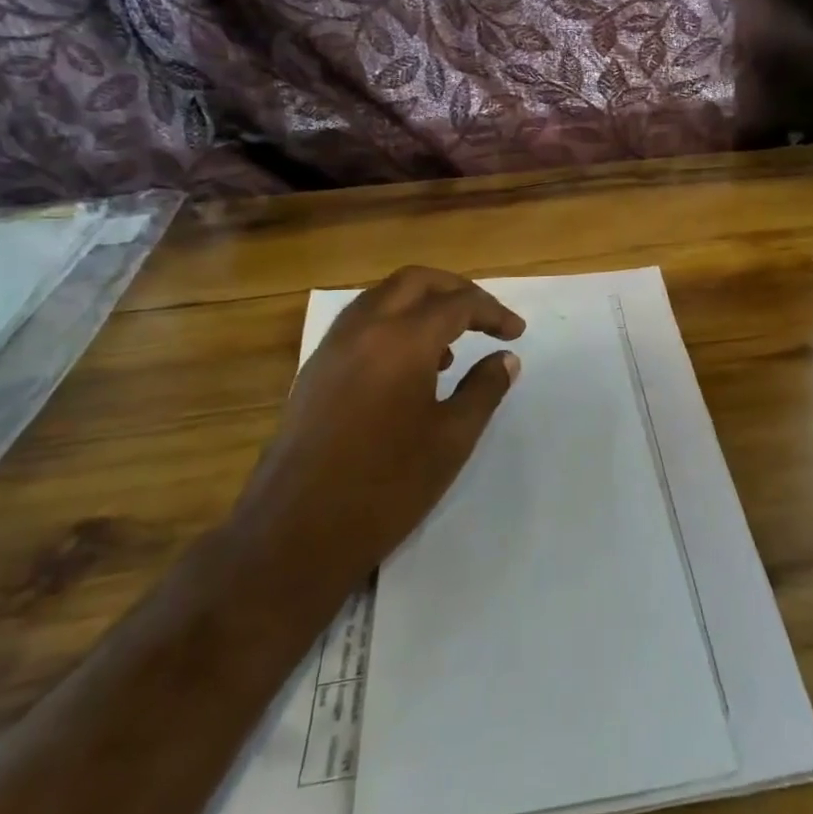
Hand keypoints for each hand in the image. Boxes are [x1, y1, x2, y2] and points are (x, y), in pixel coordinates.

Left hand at [234, 266, 525, 586]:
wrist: (296, 532)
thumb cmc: (386, 485)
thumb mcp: (452, 439)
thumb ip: (484, 389)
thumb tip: (505, 359)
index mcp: (402, 340)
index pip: (457, 304)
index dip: (492, 312)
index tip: (516, 333)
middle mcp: (364, 328)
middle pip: (415, 281)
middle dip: (455, 289)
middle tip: (485, 316)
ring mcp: (333, 346)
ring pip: (383, 297)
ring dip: (421, 303)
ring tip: (451, 343)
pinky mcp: (315, 369)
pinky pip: (360, 323)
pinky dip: (392, 323)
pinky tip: (410, 367)